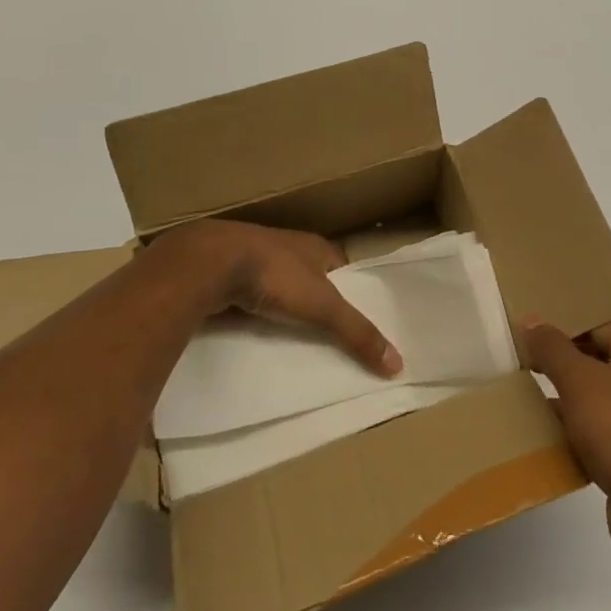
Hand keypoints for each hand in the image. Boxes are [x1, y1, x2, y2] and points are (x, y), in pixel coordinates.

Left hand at [150, 218, 401, 376]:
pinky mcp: (228, 275)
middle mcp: (287, 247)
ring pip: (279, 288)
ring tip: (293, 343)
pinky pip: (250, 298)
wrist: (212, 262)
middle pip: (310, 278)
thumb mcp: (323, 306)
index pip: (341, 268)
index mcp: (315, 246)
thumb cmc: (276, 274)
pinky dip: (256, 315)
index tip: (357, 321)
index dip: (350, 291)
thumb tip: (398, 364)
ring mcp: (254, 259)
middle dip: (316, 303)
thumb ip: (357, 333)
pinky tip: (257, 336)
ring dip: (285, 309)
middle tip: (327, 339)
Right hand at [521, 316, 610, 568]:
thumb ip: (552, 348)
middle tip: (518, 357)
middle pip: (597, 354)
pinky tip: (545, 433)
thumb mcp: (580, 383)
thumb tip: (531, 321)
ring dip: (564, 394)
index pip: (597, 320)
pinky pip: (602, 426)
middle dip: (558, 357)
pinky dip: (576, 427)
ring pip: (597, 393)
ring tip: (523, 392)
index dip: (561, 320)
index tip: (526, 326)